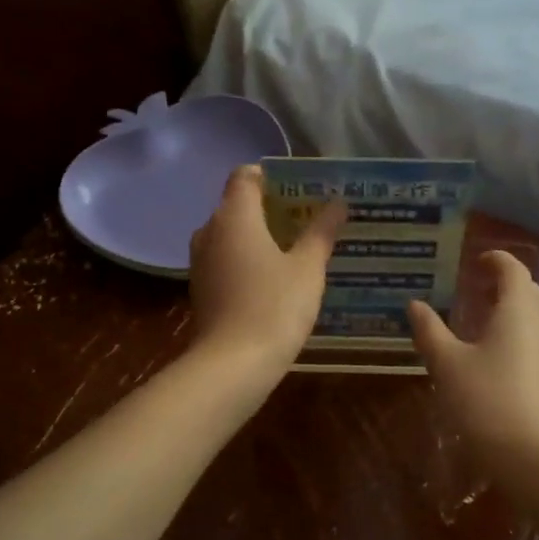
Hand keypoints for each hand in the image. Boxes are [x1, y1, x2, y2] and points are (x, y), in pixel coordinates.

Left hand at [189, 166, 344, 375]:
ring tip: (295, 250)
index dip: (272, 176)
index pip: (245, 175)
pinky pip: (226, 260)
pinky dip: (247, 261)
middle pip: (238, 205)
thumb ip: (321, 231)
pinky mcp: (201, 289)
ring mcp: (200, 262)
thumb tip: (338, 203)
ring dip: (259, 237)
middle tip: (308, 220)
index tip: (301, 190)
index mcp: (234, 216)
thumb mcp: (308, 268)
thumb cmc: (275, 306)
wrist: (233, 364)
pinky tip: (274, 280)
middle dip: (271, 208)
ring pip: (231, 235)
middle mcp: (209, 231)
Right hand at [408, 250, 538, 482]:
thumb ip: (430, 331)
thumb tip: (415, 304)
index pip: (514, 270)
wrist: (532, 457)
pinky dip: (534, 344)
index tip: (478, 262)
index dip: (496, 261)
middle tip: (481, 294)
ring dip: (525, 315)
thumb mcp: (447, 365)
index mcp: (519, 311)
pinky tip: (519, 363)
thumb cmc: (485, 402)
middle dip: (509, 287)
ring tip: (499, 328)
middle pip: (533, 293)